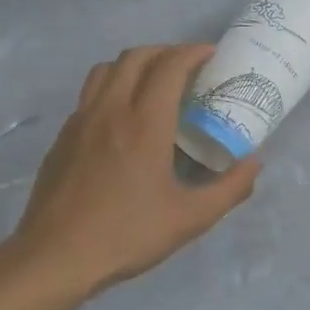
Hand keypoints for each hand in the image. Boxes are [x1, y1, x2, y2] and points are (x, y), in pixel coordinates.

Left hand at [6, 44, 259, 302]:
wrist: (54, 258)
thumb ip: (230, 188)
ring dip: (134, 63)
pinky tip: (122, 116)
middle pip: (136, 57)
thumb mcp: (190, 219)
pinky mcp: (63, 137)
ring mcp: (81, 121)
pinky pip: (90, 93)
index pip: (169, 66)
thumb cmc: (127, 234)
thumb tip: (255, 164)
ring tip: (153, 81)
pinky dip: (112, 86)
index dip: (192, 52)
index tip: (210, 54)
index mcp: (145, 123)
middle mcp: (111, 110)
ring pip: (106, 69)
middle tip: (186, 66)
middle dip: (165, 51)